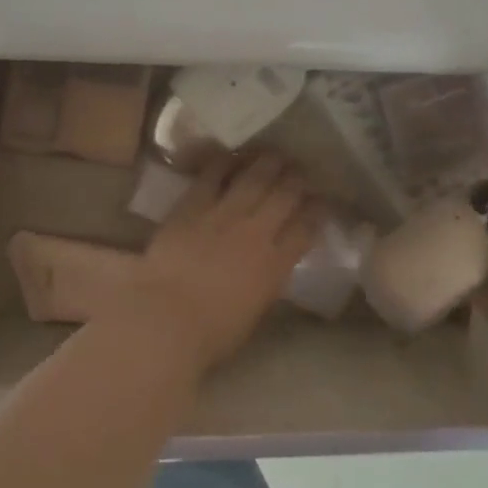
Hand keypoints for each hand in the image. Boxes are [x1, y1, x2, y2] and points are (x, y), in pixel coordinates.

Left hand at [126, 153, 320, 375]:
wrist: (165, 318)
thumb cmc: (210, 333)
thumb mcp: (253, 311)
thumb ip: (266, 282)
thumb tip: (270, 266)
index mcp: (275, 265)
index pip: (306, 229)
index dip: (317, 211)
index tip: (322, 200)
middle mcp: (255, 232)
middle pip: (284, 196)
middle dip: (297, 180)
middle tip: (301, 169)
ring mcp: (223, 215)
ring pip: (253, 179)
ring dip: (267, 163)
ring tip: (275, 154)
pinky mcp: (192, 207)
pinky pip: (211, 176)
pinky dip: (223, 163)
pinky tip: (230, 154)